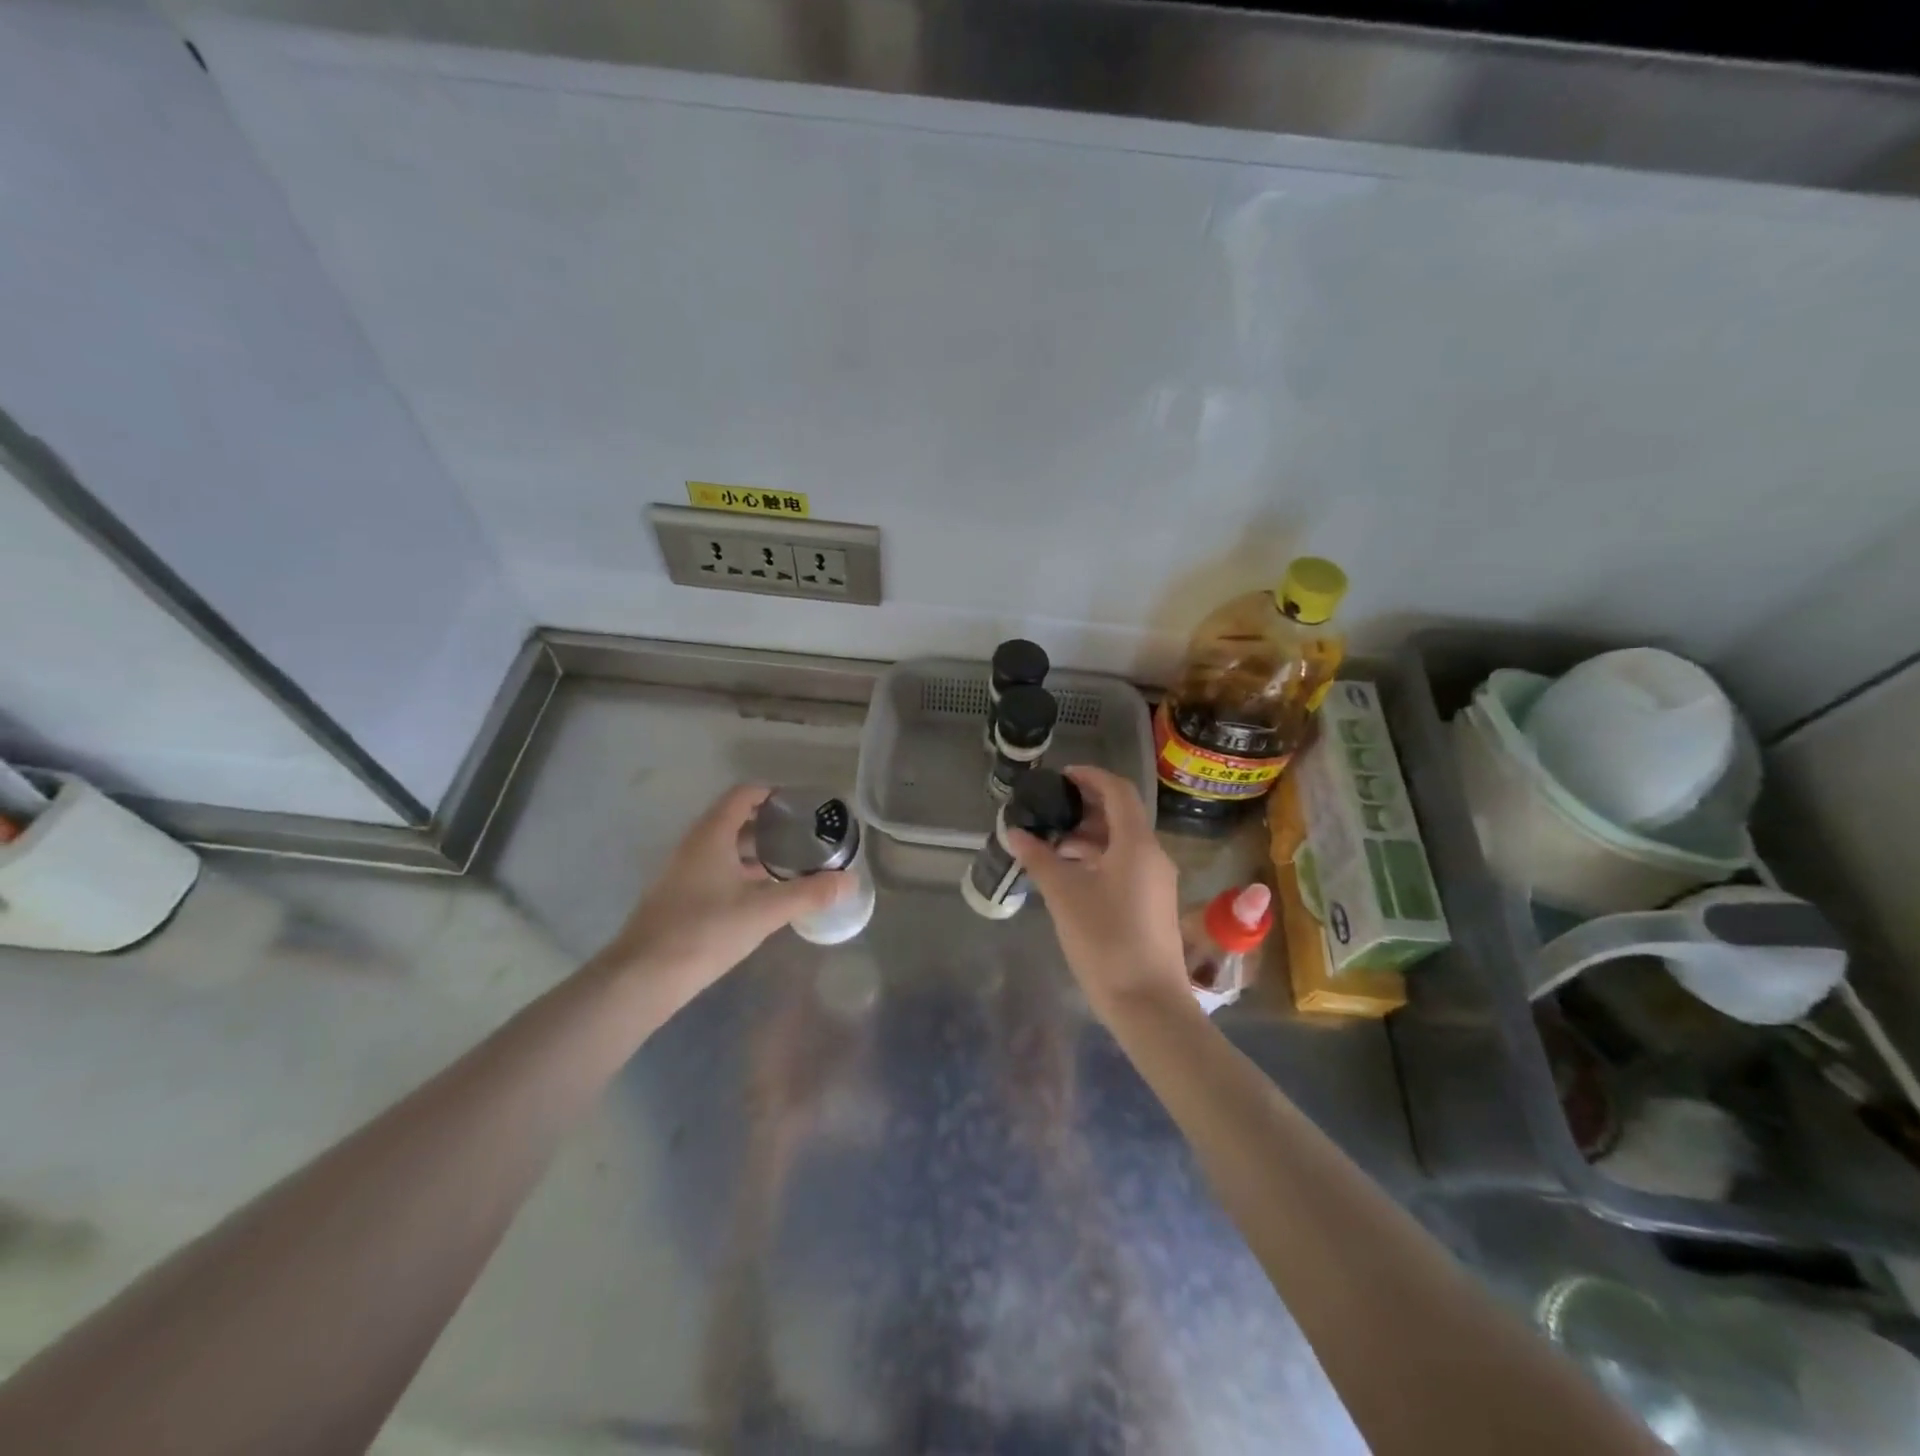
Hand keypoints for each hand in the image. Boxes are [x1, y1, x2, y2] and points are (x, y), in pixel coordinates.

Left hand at [599, 785, 850, 992]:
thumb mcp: (764, 911)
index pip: (743, 795)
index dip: (772, 794)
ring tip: (790, 863)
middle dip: (769, 824)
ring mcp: (682, 872)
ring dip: (754, 851)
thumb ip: (809, 893)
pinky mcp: (678, 897)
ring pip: (724, 848)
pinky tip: (761, 895)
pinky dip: (740, 872)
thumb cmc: (705, 931)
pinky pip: (714, 870)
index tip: (802, 806)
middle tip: (804, 835)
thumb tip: (850, 881)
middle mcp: (693, 845)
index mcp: (711, 835)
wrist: (642, 978)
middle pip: (734, 820)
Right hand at [1006, 766, 1188, 1019]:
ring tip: (1052, 844)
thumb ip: (1039, 858)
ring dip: (1089, 836)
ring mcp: (1156, 881)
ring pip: (1122, 843)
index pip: (1117, 791)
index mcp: (1136, 844)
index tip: (1060, 777)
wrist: (1148, 1003)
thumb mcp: (1064, 895)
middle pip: (1121, 815)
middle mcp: (1153, 855)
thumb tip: (1014, 832)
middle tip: (1049, 810)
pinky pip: (1125, 865)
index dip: (1089, 777)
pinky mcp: (1153, 904)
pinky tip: (1071, 875)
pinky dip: (1098, 859)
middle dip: (1085, 808)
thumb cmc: (1105, 940)